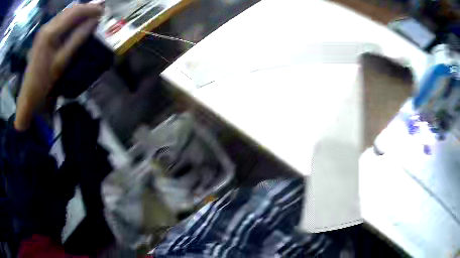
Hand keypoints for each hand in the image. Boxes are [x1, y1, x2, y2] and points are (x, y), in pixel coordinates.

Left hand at [14, 4, 102, 130]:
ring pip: (65, 14)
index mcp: (51, 32)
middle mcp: (47, 26)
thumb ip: (78, 38)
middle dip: (85, 9)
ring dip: (78, 13)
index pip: (75, 12)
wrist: (28, 97)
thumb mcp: (62, 62)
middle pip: (70, 10)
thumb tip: (94, 21)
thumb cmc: (44, 83)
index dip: (91, 9)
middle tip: (98, 13)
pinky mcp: (42, 35)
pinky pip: (59, 21)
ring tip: (89, 17)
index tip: (103, 11)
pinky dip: (70, 19)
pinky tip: (75, 24)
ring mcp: (43, 30)